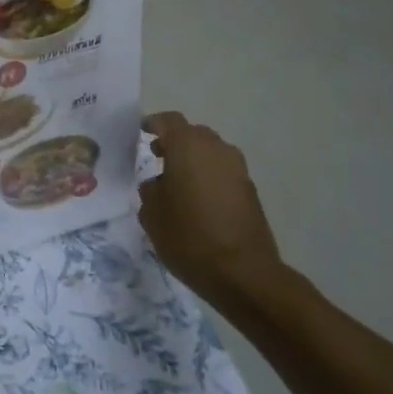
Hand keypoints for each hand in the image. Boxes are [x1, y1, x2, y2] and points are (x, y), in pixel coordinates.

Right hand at [139, 113, 301, 314]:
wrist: (242, 272)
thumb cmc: (188, 237)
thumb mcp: (152, 214)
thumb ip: (150, 190)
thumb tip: (158, 183)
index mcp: (187, 147)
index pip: (169, 121)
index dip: (153, 123)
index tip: (142, 131)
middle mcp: (216, 149)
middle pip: (192, 134)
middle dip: (175, 142)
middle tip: (157, 157)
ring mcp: (237, 168)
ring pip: (210, 152)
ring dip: (194, 159)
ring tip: (177, 181)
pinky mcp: (250, 189)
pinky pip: (223, 171)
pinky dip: (208, 176)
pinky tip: (197, 199)